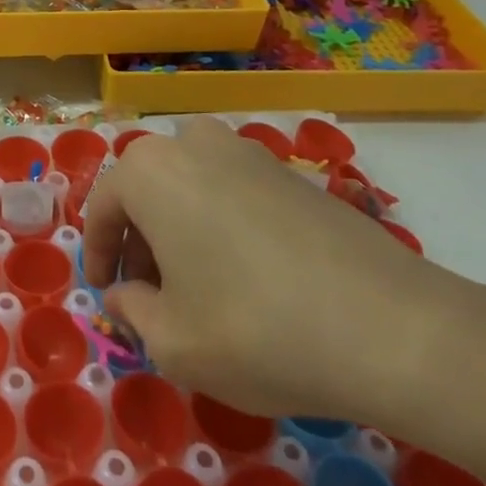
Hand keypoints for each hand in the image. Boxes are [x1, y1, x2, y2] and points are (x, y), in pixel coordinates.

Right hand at [82, 118, 468, 425]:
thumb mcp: (173, 342)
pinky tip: (247, 275)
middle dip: (139, 241)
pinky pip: (232, 189)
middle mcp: (193, 144)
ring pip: (190, 186)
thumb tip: (124, 295)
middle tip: (150, 295)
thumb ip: (132, 312)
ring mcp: (247, 151)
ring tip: (197, 285)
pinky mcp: (290, 172)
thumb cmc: (255, 329)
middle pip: (146, 190)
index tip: (104, 294)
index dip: (97, 254)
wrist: (388, 324)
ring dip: (179, 228)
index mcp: (150, 171)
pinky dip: (221, 223)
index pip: (101, 206)